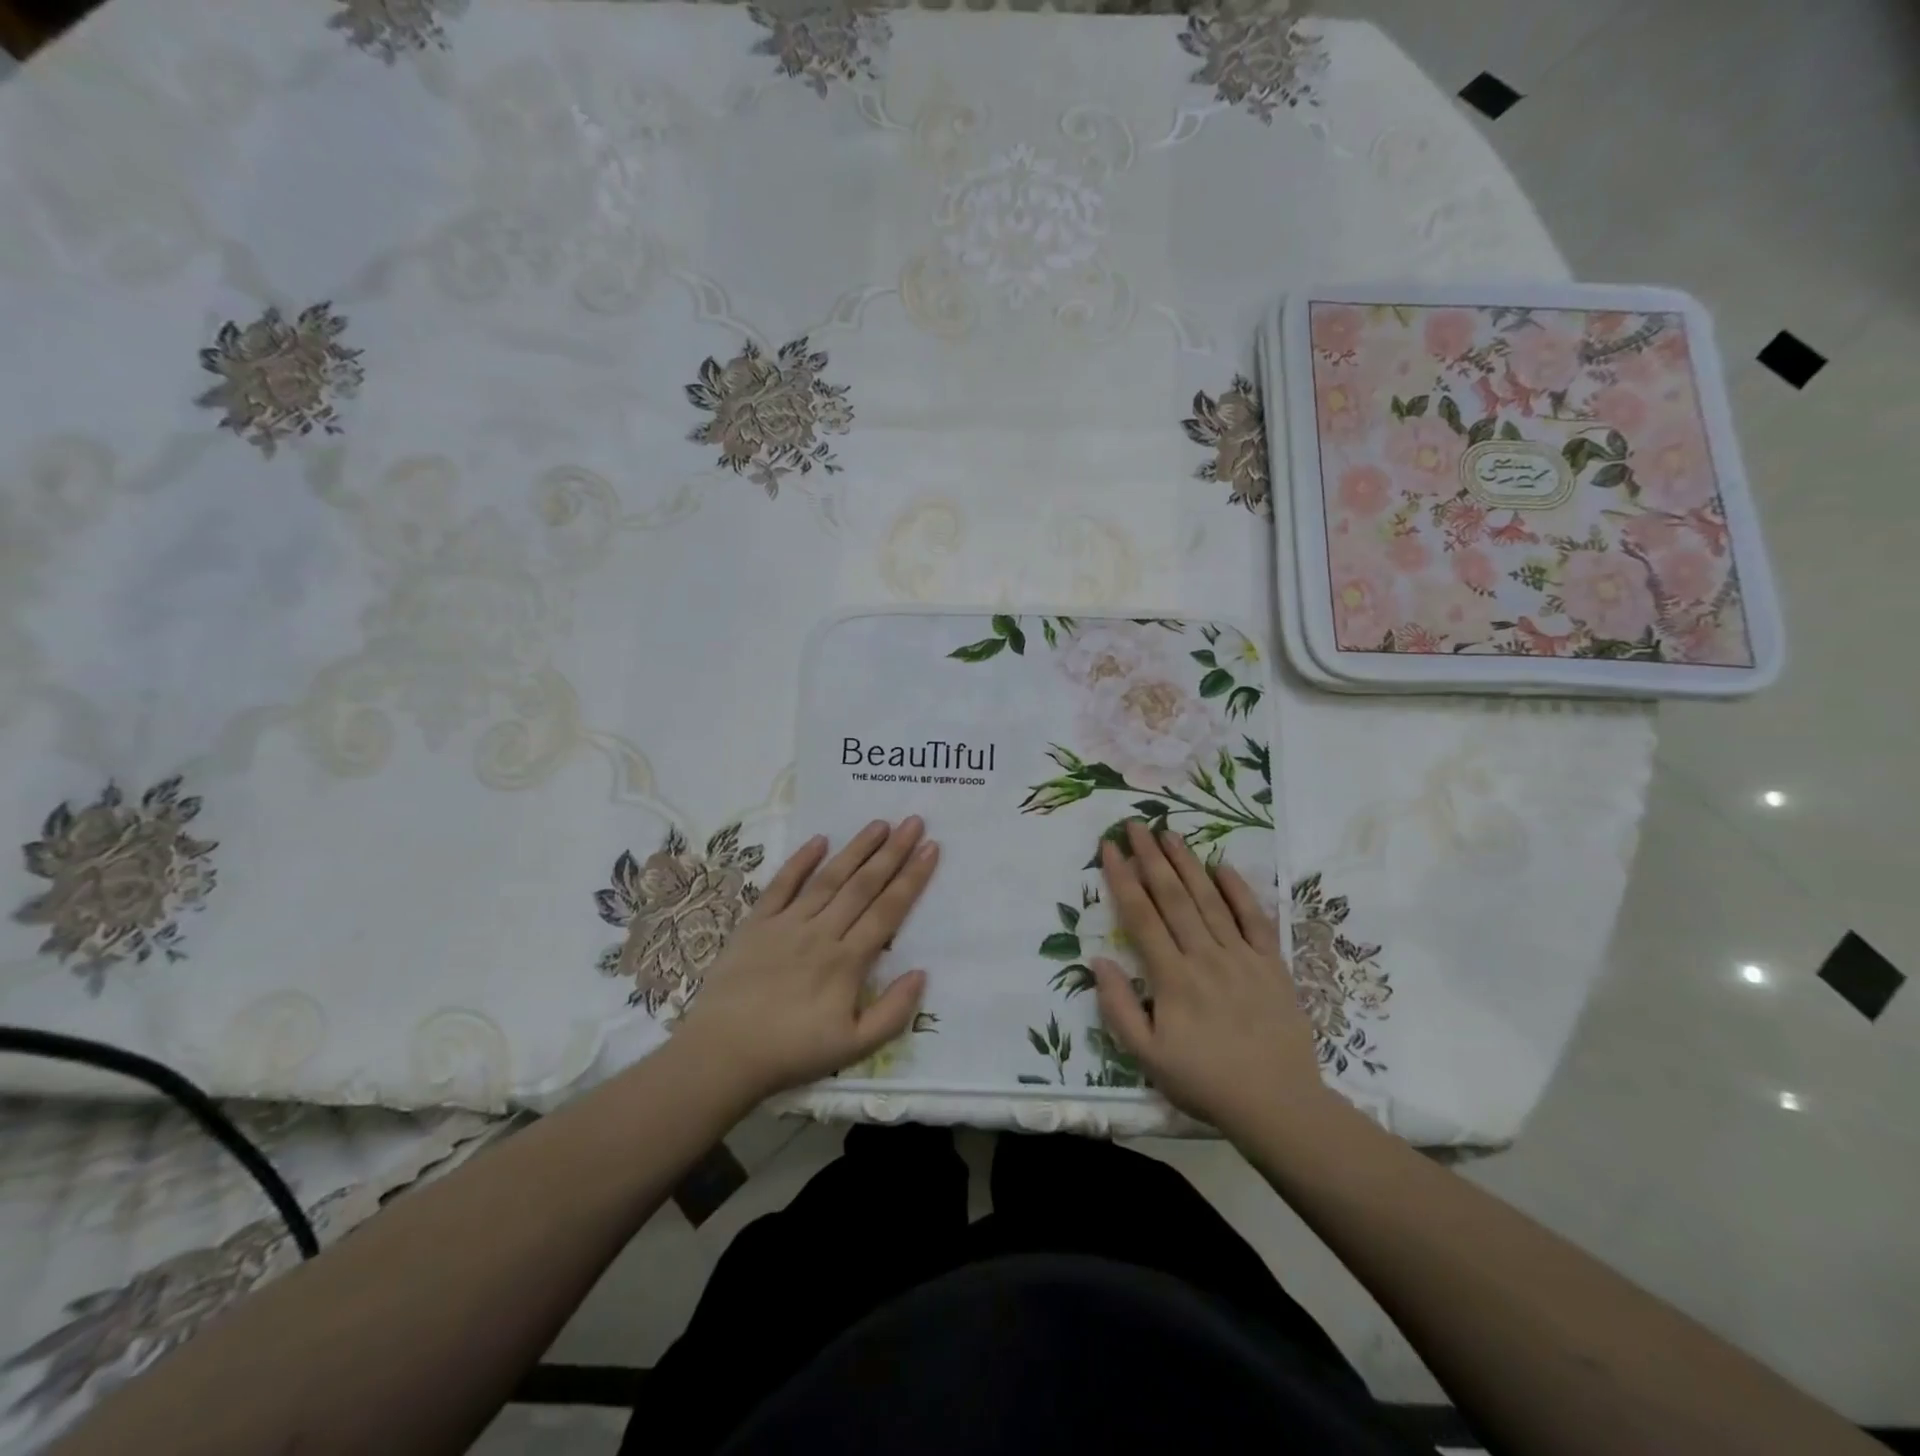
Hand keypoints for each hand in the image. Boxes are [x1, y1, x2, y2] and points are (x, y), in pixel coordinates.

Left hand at [679, 817, 938, 1099]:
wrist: (723, 1054)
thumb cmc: (792, 1052)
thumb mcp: (854, 1047)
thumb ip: (893, 1012)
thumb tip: (921, 973)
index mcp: (847, 961)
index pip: (888, 910)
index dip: (912, 878)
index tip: (931, 848)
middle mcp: (821, 932)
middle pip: (863, 885)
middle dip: (892, 852)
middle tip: (913, 821)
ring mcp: (787, 923)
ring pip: (829, 878)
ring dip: (856, 849)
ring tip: (879, 823)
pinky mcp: (756, 923)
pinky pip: (782, 884)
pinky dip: (800, 861)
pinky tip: (819, 839)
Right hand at [1091, 821, 1332, 1135]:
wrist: (1278, 1105)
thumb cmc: (1205, 1082)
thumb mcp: (1148, 1057)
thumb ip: (1119, 1008)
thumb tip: (1098, 961)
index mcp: (1173, 978)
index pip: (1141, 916)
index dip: (1122, 878)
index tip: (1109, 847)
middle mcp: (1205, 956)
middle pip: (1172, 897)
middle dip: (1150, 857)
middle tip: (1135, 824)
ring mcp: (1242, 957)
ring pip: (1209, 900)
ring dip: (1187, 863)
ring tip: (1169, 833)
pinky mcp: (1272, 964)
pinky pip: (1255, 919)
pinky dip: (1239, 890)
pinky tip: (1223, 866)